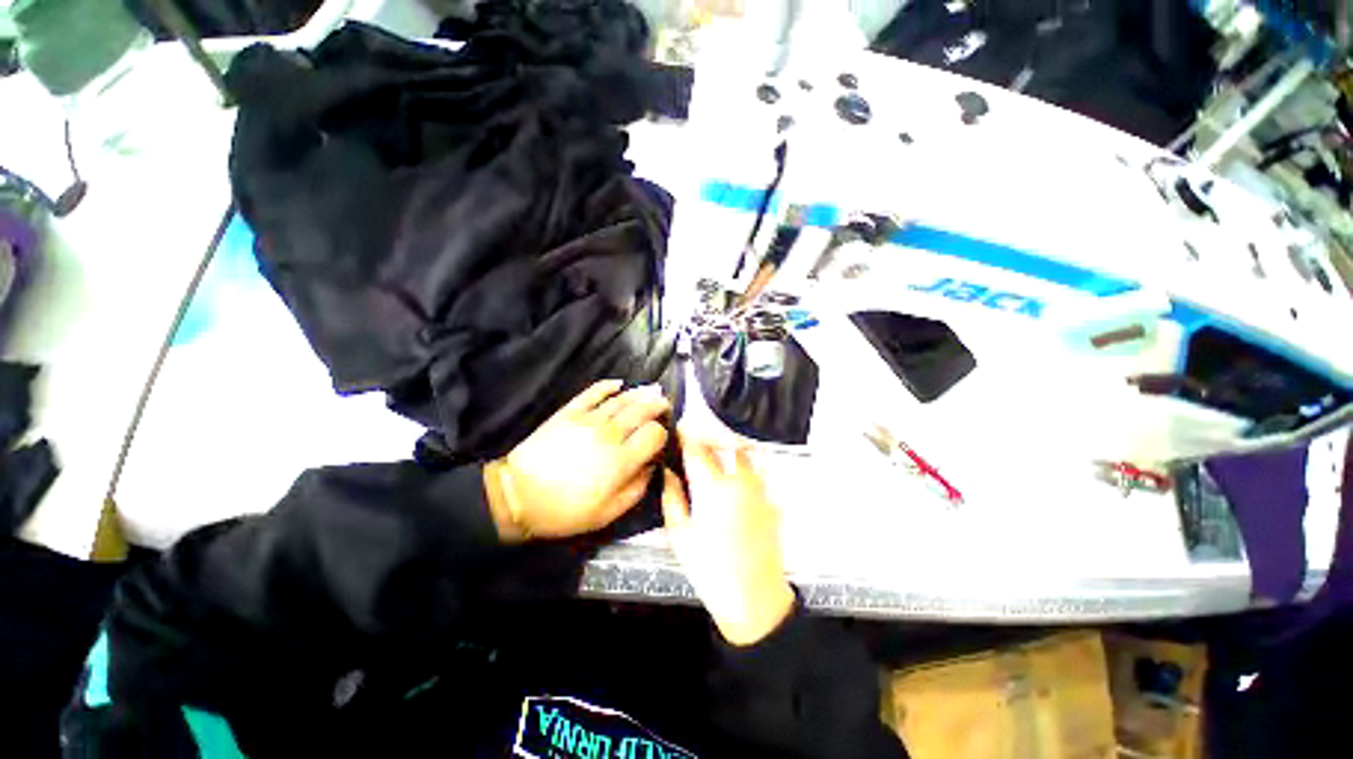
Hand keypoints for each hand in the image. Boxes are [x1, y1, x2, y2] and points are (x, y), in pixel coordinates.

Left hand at [486, 380, 669, 541]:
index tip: (662, 437)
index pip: (654, 434)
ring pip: (622, 399)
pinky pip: (593, 392)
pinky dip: (608, 386)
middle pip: (642, 410)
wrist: (519, 496)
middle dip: (658, 405)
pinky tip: (619, 384)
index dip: (663, 433)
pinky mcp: (569, 412)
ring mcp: (588, 419)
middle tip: (665, 405)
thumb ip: (637, 488)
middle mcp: (610, 434)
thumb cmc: (566, 510)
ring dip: (641, 393)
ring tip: (653, 391)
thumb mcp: (608, 513)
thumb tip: (652, 466)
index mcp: (621, 460)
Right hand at [661, 435, 795, 646]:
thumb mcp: (679, 535)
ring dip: (729, 449)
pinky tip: (735, 481)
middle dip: (707, 439)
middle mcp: (739, 480)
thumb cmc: (710, 569)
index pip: (696, 448)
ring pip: (745, 454)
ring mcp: (759, 489)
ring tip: (716, 457)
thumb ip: (672, 497)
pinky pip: (758, 472)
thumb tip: (668, 472)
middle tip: (694, 445)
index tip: (676, 430)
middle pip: (723, 444)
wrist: (754, 598)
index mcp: (712, 487)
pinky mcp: (771, 500)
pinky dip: (746, 467)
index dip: (684, 435)